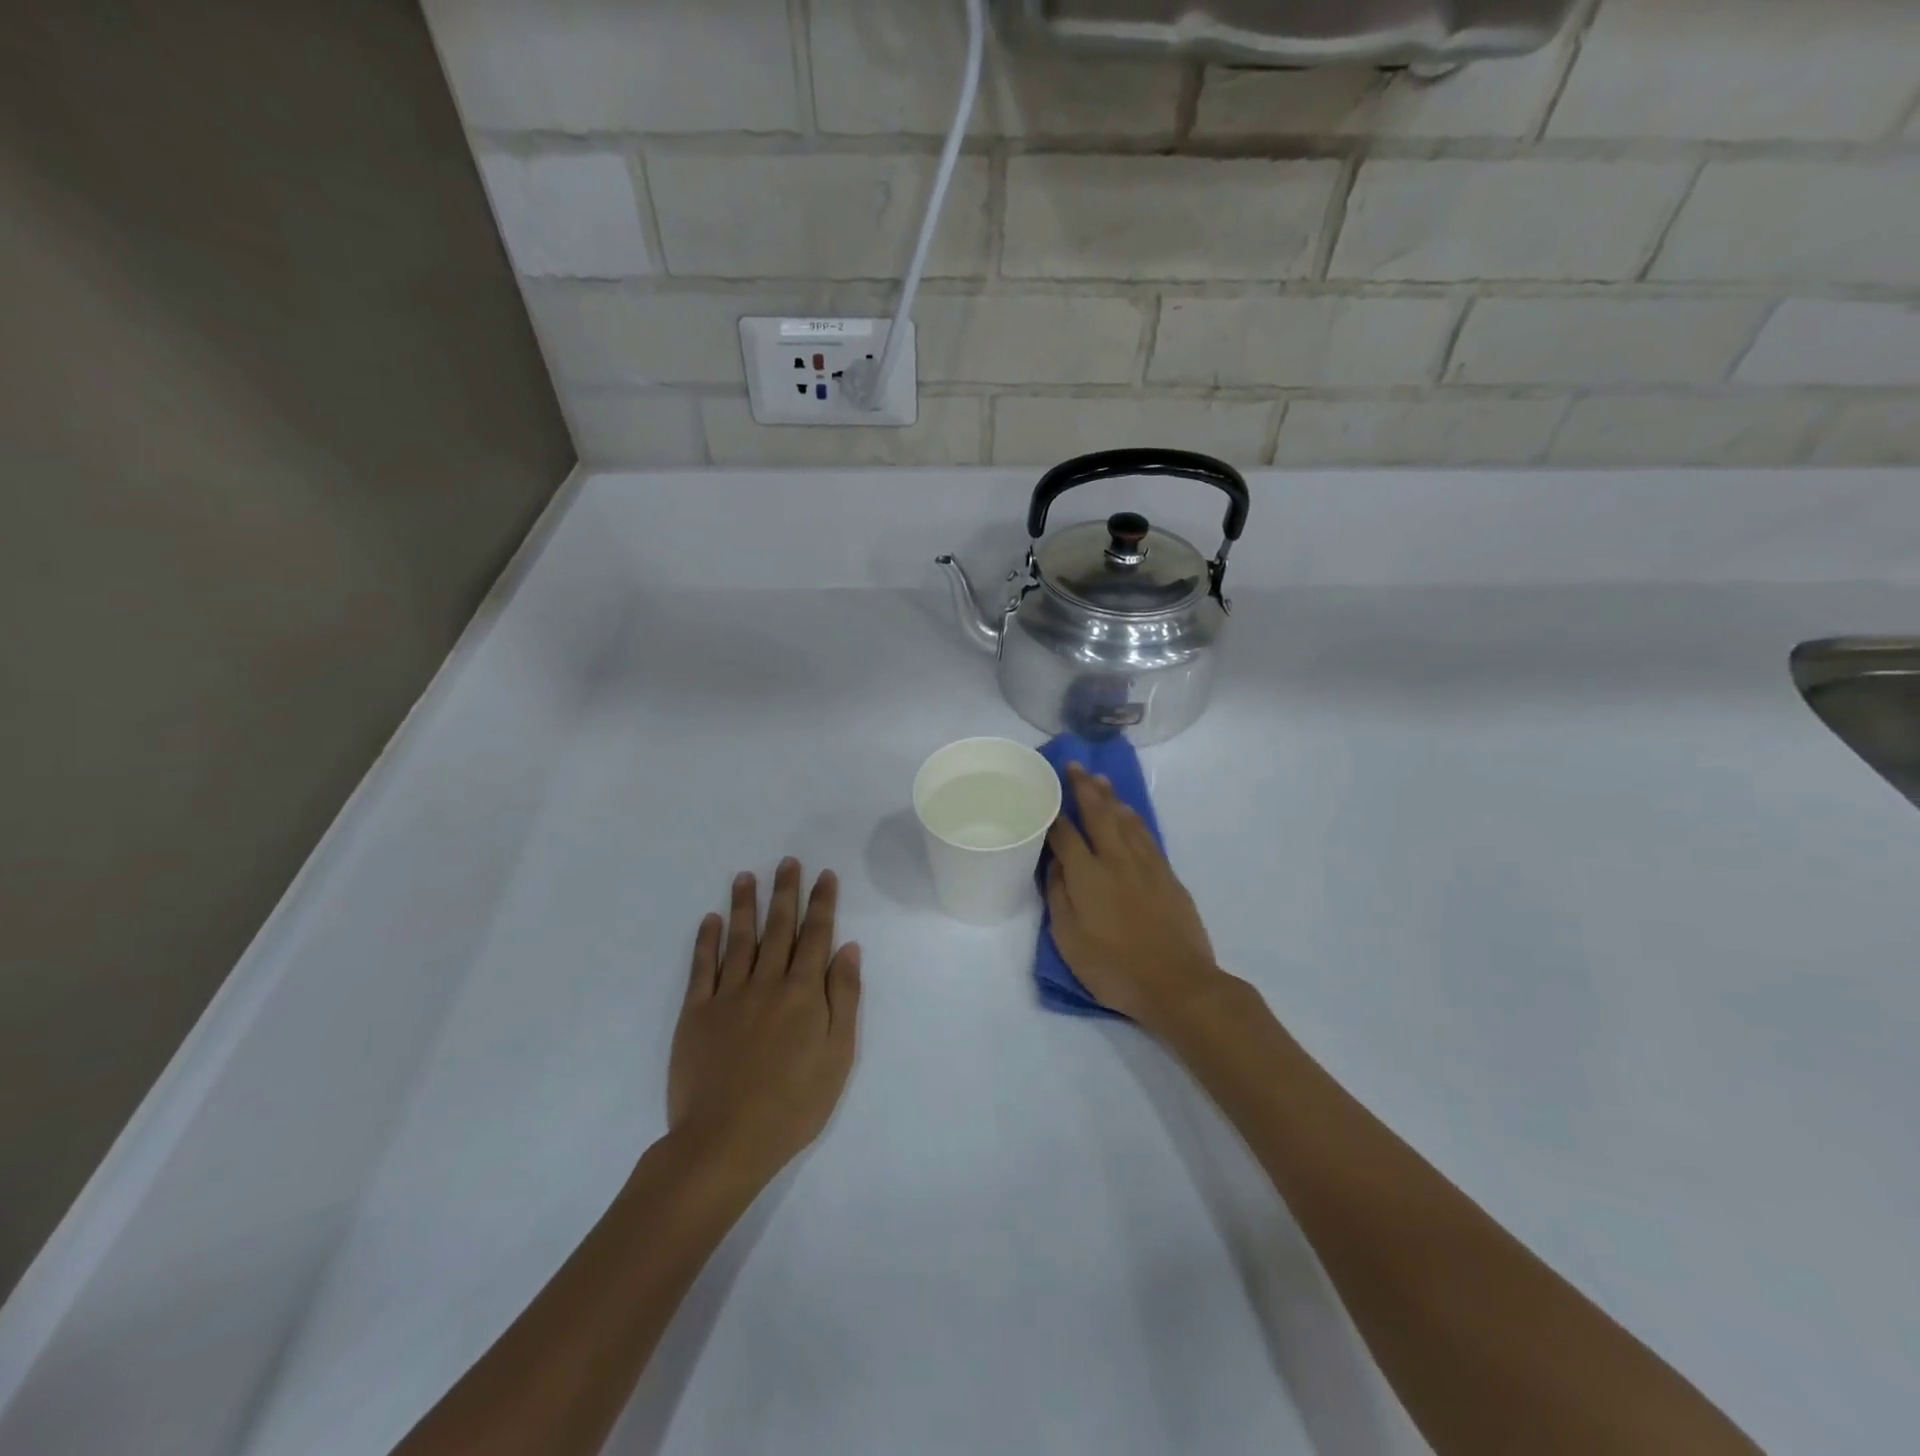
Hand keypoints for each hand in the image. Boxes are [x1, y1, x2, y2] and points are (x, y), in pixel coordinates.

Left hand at [668, 859, 860, 1181]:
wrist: (725, 1142)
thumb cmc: (793, 1104)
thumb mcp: (838, 1055)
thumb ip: (844, 998)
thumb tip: (847, 948)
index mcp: (804, 993)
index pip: (816, 936)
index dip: (822, 903)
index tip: (824, 875)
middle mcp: (767, 983)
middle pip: (779, 928)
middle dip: (786, 892)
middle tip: (787, 862)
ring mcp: (728, 996)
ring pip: (739, 939)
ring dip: (744, 905)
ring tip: (746, 876)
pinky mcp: (696, 1013)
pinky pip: (702, 968)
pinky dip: (707, 941)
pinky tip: (711, 920)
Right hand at [1046, 764, 1227, 1032]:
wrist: (1178, 983)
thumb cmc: (1115, 968)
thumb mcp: (1070, 941)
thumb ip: (1059, 897)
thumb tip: (1054, 864)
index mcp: (1087, 876)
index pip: (1066, 834)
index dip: (1053, 813)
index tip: (1044, 793)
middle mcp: (1116, 860)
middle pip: (1098, 814)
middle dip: (1084, 788)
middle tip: (1074, 765)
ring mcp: (1146, 865)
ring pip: (1126, 819)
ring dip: (1111, 796)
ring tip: (1100, 779)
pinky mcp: (1167, 875)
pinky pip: (1146, 834)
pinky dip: (1134, 817)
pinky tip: (1129, 812)